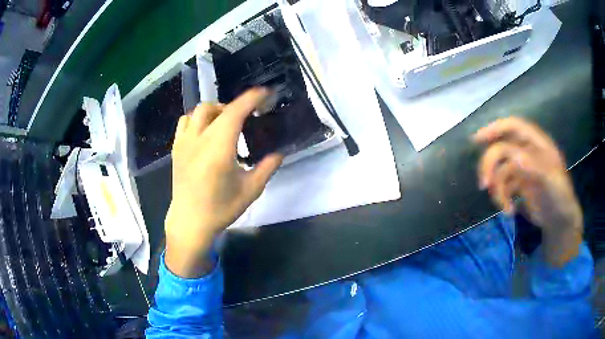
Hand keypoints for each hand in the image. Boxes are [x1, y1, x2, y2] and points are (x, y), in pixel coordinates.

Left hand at [165, 89, 283, 276]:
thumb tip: (279, 153)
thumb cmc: (220, 209)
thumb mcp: (250, 191)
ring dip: (215, 110)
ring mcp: (184, 143)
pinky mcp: (176, 149)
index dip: (252, 98)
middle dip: (235, 106)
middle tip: (247, 118)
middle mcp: (199, 139)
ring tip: (224, 123)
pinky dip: (197, 119)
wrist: (190, 222)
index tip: (265, 93)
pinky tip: (205, 132)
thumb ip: (267, 168)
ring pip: (198, 111)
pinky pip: (184, 122)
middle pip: (216, 107)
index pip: (236, 112)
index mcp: (219, 148)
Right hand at [474, 117, 581, 265]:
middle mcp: (527, 151)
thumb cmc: (560, 197)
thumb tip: (511, 154)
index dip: (495, 129)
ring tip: (504, 207)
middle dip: (490, 165)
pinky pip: (503, 187)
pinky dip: (502, 199)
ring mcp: (522, 168)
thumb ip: (534, 165)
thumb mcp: (552, 180)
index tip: (476, 140)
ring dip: (497, 189)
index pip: (513, 126)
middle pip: (501, 148)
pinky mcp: (519, 184)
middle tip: (484, 184)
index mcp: (537, 143)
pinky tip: (510, 211)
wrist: (560, 220)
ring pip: (500, 170)